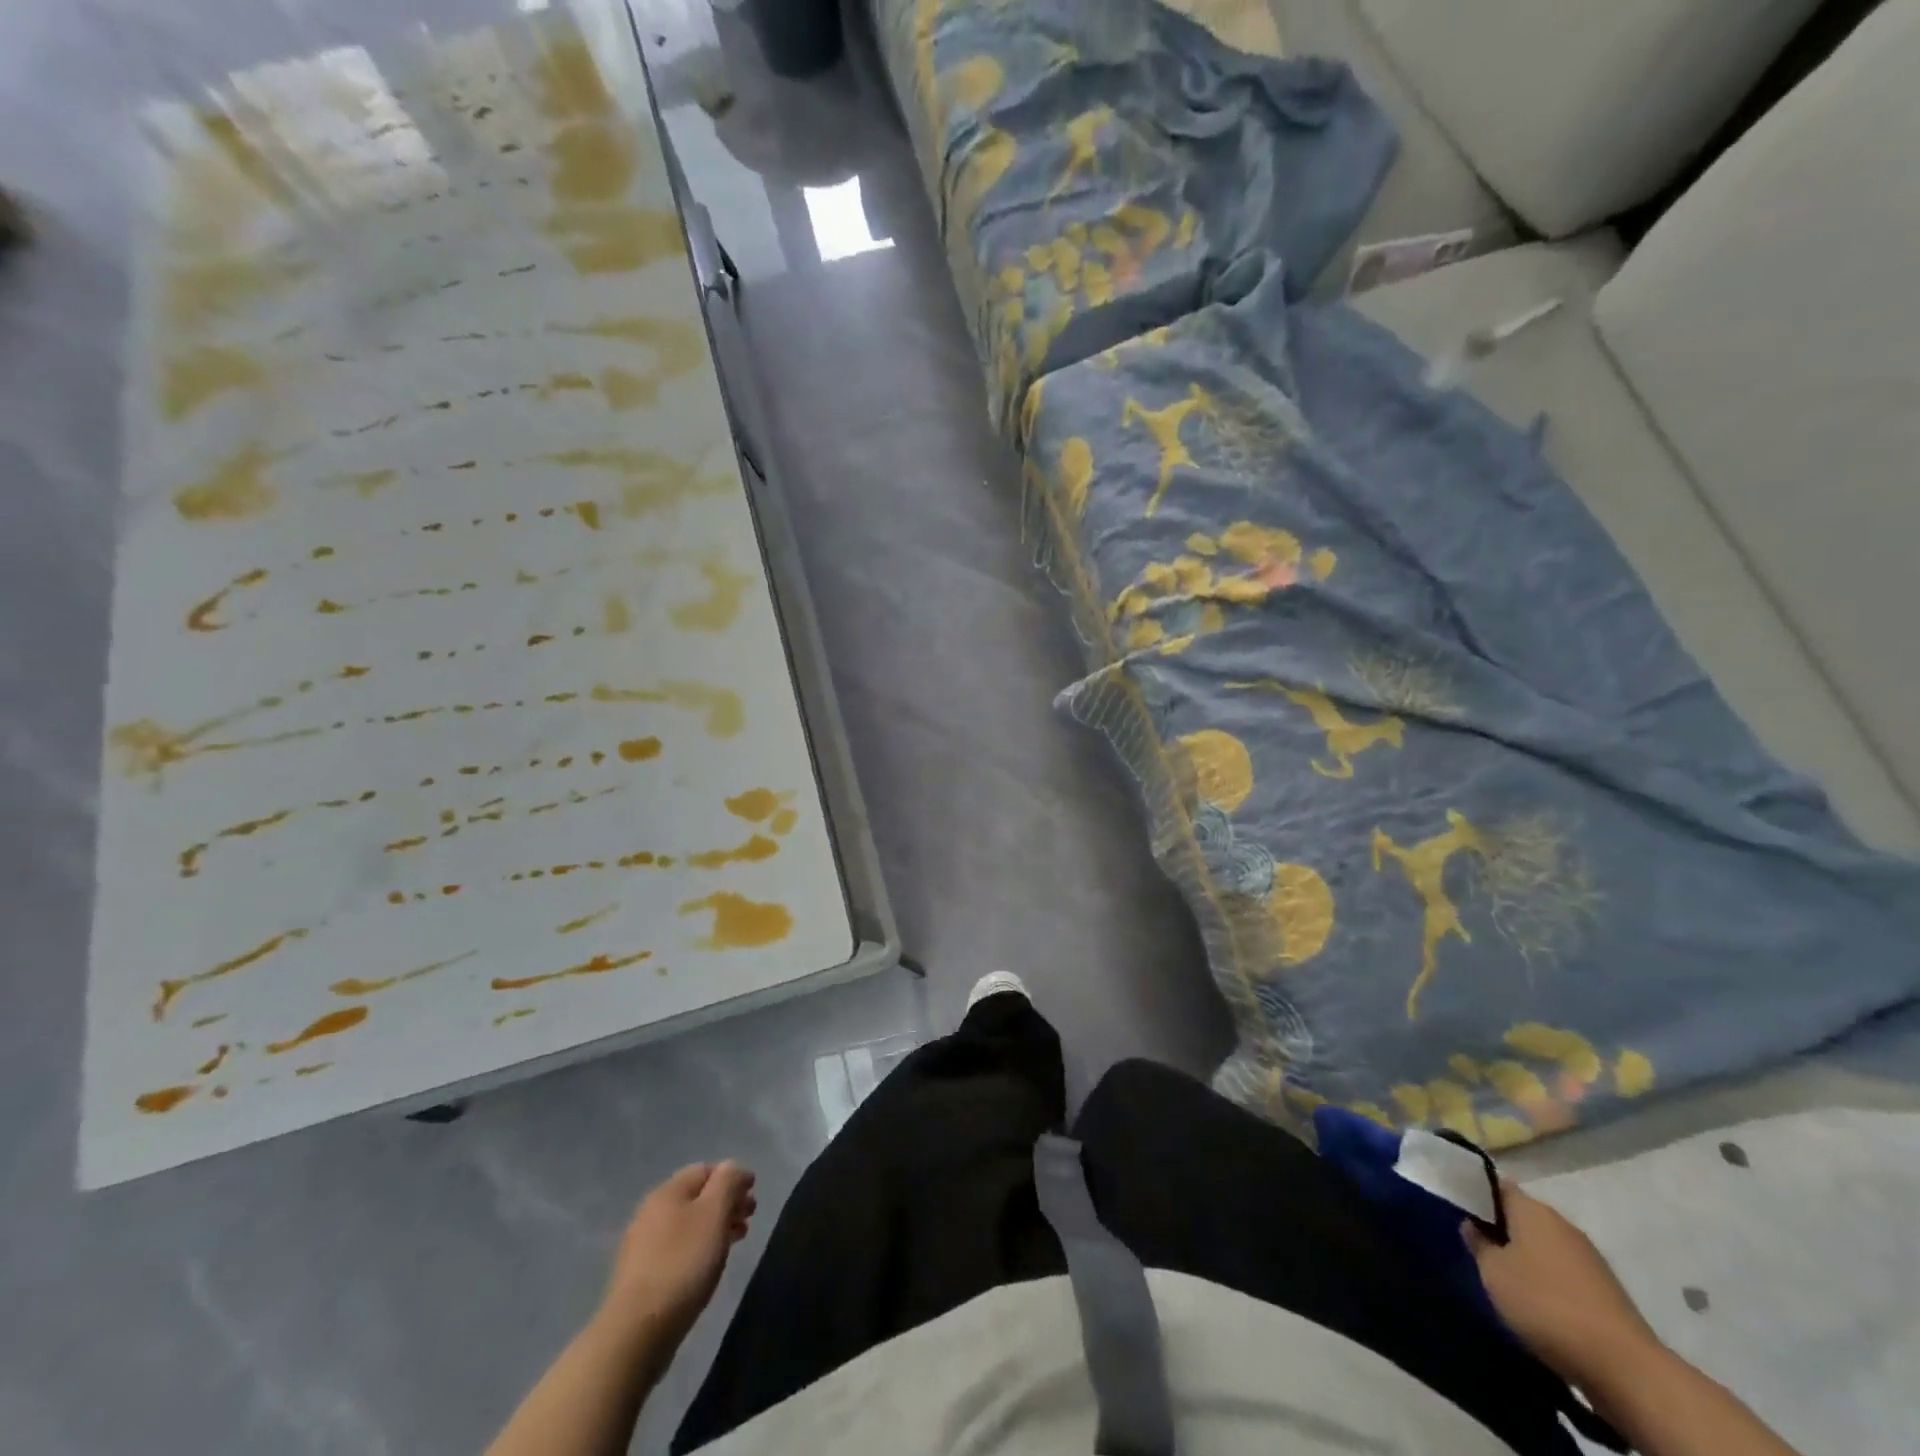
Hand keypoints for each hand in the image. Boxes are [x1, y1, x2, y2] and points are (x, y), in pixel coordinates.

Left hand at [598, 1162, 756, 1349]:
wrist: (636, 1332)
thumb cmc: (682, 1264)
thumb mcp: (714, 1214)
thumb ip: (727, 1183)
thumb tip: (732, 1167)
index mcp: (668, 1192)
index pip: (706, 1169)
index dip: (732, 1177)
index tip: (754, 1195)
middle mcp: (652, 1211)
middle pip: (697, 1196)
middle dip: (726, 1203)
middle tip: (749, 1219)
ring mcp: (643, 1245)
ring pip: (688, 1223)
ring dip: (715, 1226)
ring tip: (736, 1241)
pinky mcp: (642, 1275)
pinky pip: (678, 1248)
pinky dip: (699, 1247)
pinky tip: (708, 1265)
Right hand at [1463, 1184, 1660, 1390]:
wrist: (1625, 1367)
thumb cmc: (1545, 1304)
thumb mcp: (1493, 1272)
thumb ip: (1478, 1243)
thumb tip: (1474, 1225)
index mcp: (1532, 1209)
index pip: (1496, 1185)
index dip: (1475, 1192)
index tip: (1456, 1206)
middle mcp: (1561, 1224)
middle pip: (1521, 1215)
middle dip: (1499, 1227)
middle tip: (1475, 1245)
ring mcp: (1588, 1257)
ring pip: (1543, 1245)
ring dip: (1524, 1255)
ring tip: (1502, 1276)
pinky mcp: (1605, 1290)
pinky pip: (1563, 1272)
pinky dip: (1547, 1280)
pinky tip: (1535, 1301)